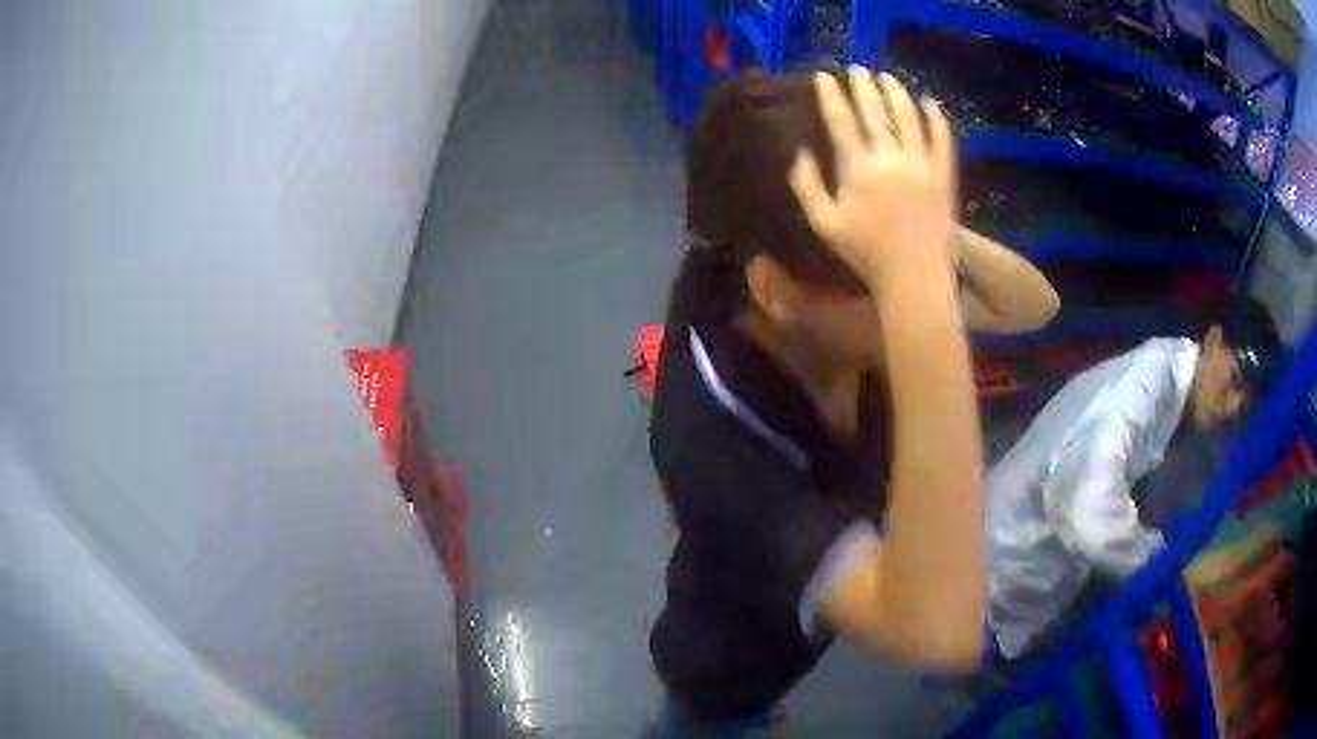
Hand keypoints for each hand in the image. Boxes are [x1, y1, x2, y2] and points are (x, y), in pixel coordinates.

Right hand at [788, 67, 958, 291]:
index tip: (823, 76)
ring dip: (897, 92)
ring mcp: (922, 164)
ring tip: (888, 77)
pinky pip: (942, 139)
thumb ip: (806, 186)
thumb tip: (800, 152)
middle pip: (875, 110)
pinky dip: (936, 118)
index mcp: (858, 168)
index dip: (831, 95)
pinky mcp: (944, 176)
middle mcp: (891, 157)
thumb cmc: (867, 254)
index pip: (841, 120)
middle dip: (863, 85)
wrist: (916, 277)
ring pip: (909, 116)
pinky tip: (930, 102)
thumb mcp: (824, 225)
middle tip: (857, 69)